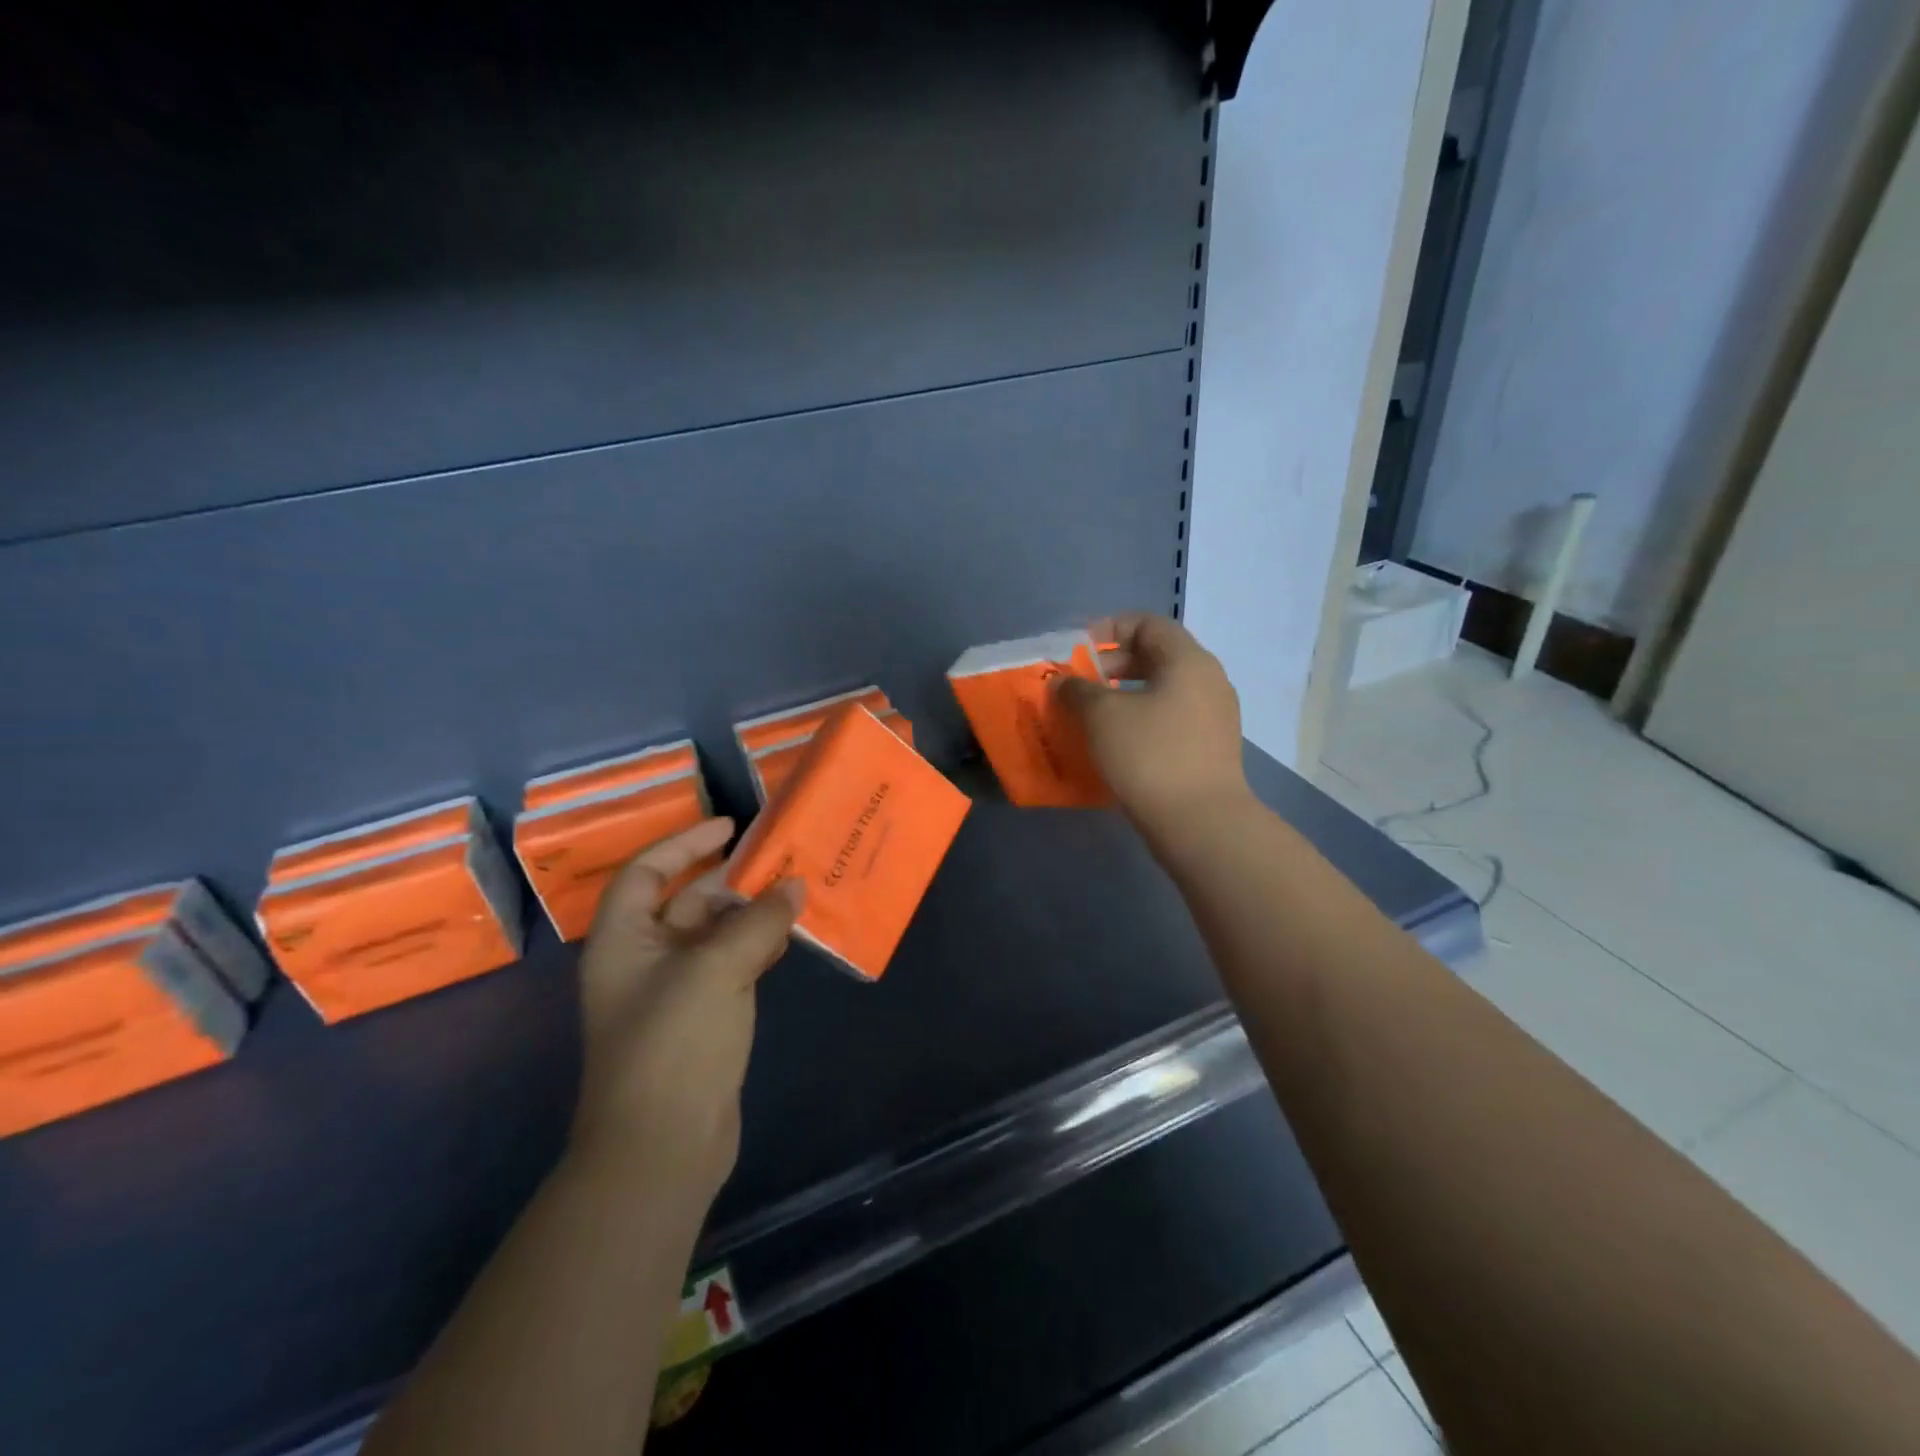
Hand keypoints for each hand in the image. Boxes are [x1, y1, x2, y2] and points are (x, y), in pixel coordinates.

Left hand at [568, 818, 802, 1206]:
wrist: (663, 1147)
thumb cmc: (673, 1043)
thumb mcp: (717, 969)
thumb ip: (758, 922)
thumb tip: (795, 886)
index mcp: (623, 941)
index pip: (647, 872)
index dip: (685, 843)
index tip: (730, 827)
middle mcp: (644, 960)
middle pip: (685, 902)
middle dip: (730, 880)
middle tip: (779, 861)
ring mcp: (674, 992)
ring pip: (714, 935)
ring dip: (751, 914)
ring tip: (796, 892)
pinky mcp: (702, 1019)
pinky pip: (732, 966)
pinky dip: (759, 948)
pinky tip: (791, 938)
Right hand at [1057, 614, 1251, 837]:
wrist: (1200, 822)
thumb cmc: (1149, 755)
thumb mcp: (1102, 716)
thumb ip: (1077, 690)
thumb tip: (1063, 681)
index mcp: (1188, 660)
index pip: (1148, 623)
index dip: (1109, 628)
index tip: (1078, 650)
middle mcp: (1208, 680)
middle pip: (1157, 655)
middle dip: (1113, 665)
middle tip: (1081, 685)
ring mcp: (1215, 716)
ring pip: (1163, 690)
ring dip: (1125, 695)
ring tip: (1093, 716)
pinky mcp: (1211, 748)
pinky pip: (1171, 718)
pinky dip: (1142, 720)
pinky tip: (1117, 744)